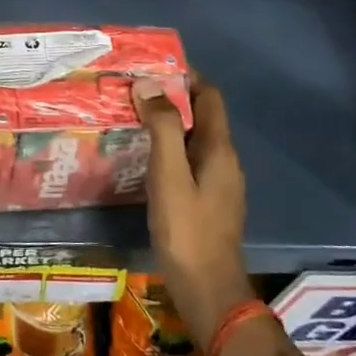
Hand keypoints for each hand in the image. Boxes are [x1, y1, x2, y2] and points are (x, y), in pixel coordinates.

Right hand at [133, 76, 251, 351]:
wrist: (207, 288)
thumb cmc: (186, 229)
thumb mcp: (169, 175)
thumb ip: (163, 128)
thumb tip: (149, 85)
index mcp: (219, 149)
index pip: (209, 96)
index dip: (186, 76)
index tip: (152, 66)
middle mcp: (224, 161)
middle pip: (202, 117)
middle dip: (171, 99)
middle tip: (132, 92)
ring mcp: (218, 185)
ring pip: (194, 141)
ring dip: (168, 126)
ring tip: (132, 120)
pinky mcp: (207, 203)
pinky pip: (188, 163)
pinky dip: (169, 151)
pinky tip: (143, 161)